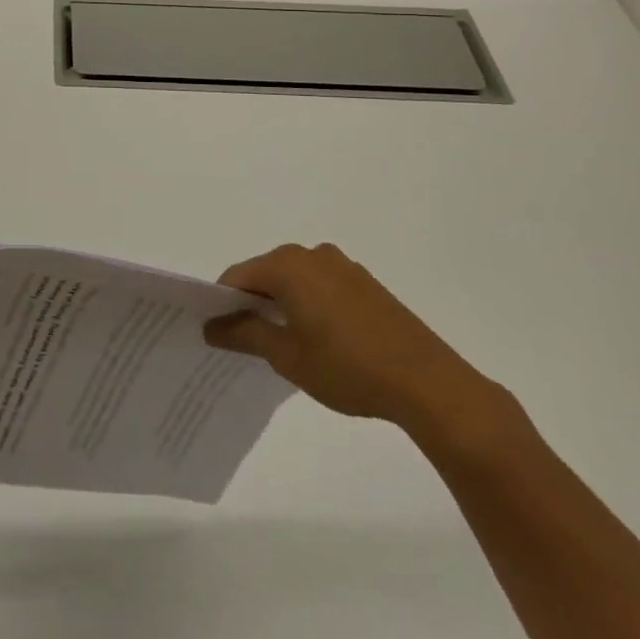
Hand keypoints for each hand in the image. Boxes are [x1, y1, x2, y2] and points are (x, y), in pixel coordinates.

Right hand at [203, 243, 503, 439]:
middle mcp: (312, 254)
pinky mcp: (366, 283)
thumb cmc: (347, 367)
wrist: (428, 384)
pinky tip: (320, 341)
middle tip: (248, 343)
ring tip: (286, 346)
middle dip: (252, 304)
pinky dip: (310, 305)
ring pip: (295, 281)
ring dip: (283, 305)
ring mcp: (343, 266)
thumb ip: (244, 334)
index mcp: (287, 265)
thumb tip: (211, 326)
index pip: (237, 277)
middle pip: (265, 274)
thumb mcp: (286, 356)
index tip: (219, 334)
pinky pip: (322, 287)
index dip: (222, 304)